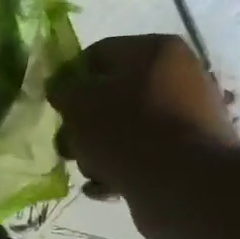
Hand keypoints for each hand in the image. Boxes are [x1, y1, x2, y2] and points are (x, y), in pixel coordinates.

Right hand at [48, 34, 239, 202]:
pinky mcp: (186, 153)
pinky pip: (140, 155)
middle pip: (110, 96)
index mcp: (155, 51)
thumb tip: (61, 88)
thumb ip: (63, 90)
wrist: (184, 185)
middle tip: (68, 145)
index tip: (53, 106)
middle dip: (82, 124)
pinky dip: (119, 169)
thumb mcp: (79, 104)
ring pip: (122, 129)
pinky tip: (105, 187)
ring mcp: (185, 117)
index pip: (97, 54)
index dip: (68, 79)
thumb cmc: (127, 131)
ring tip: (90, 170)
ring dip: (97, 150)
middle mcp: (177, 77)